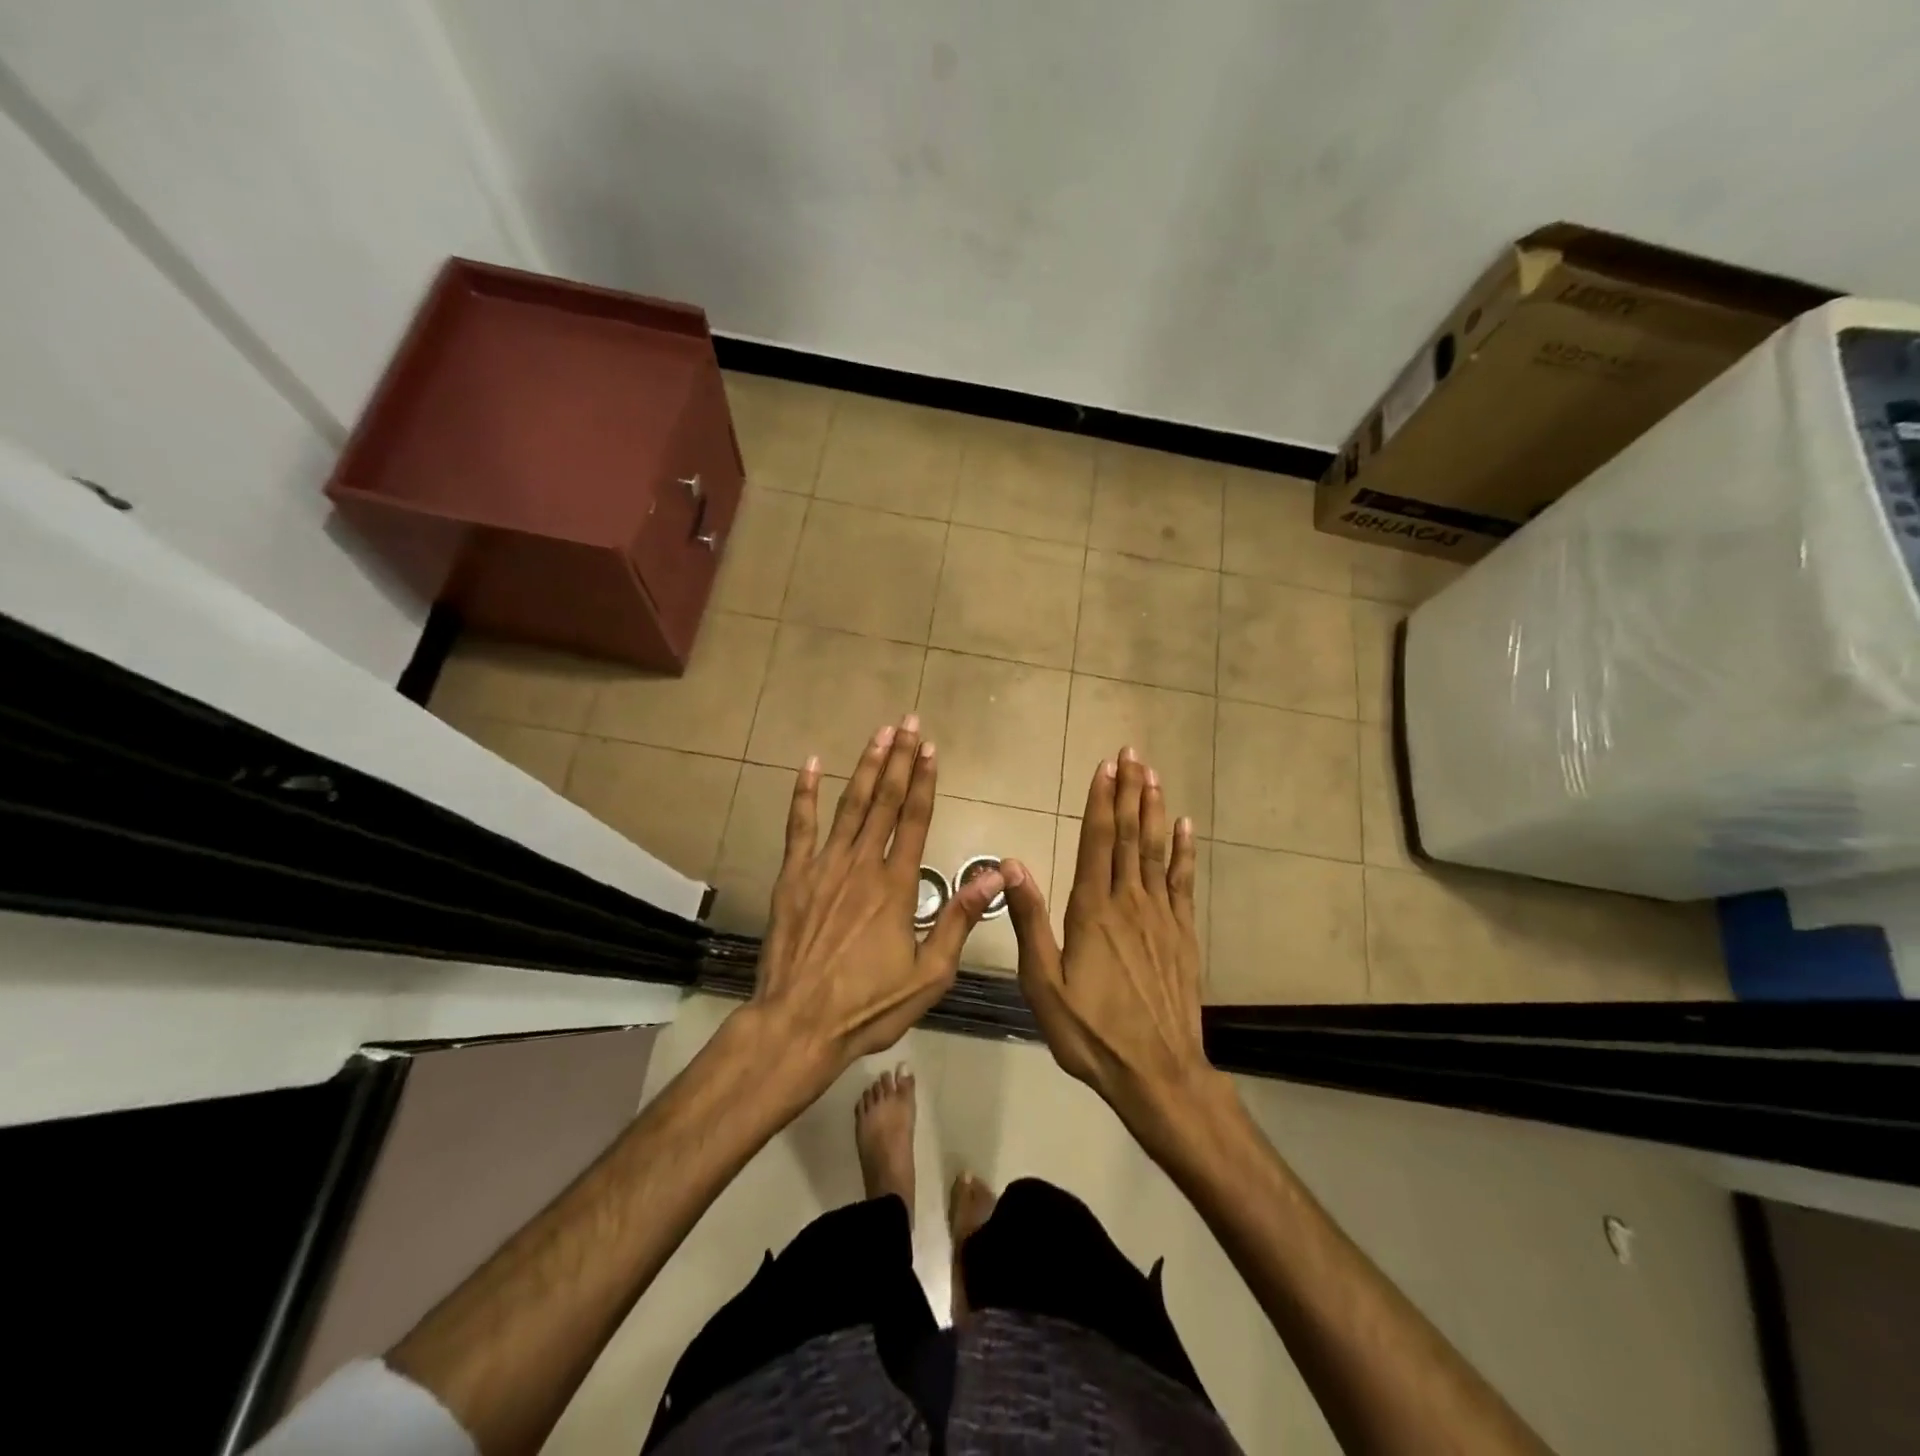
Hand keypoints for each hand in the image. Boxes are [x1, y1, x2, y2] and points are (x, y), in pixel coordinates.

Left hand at [749, 714, 1004, 1083]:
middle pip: (884, 802)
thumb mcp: (929, 975)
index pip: (914, 819)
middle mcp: (861, 865)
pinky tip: (811, 764)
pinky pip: (799, 826)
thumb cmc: (868, 1006)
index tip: (930, 748)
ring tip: (878, 734)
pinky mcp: (792, 877)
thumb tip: (995, 874)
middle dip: (898, 759)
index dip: (924, 781)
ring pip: (849, 806)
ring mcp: (823, 867)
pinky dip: (805, 793)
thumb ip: (959, 920)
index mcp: (896, 886)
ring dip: (865, 767)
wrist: (798, 1025)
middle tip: (907, 722)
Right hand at [1002, 747, 1227, 1144]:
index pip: (1097, 842)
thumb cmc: (1092, 1032)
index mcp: (1092, 911)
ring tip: (1153, 776)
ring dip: (1153, 810)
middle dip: (1129, 792)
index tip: (1105, 767)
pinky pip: (1182, 881)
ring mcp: (1161, 916)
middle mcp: (1129, 902)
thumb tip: (1012, 865)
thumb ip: (1030, 922)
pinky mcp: (1182, 934)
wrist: (1158, 1073)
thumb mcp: (1044, 984)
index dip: (1101, 802)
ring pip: (1155, 850)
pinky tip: (1185, 827)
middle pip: (1128, 836)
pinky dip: (1183, 851)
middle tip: (1132, 754)